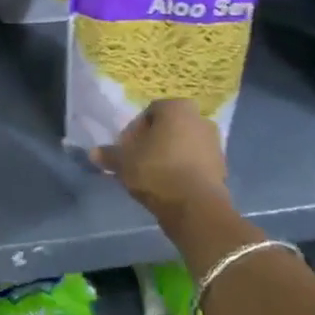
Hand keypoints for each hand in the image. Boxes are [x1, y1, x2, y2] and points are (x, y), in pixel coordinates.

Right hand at [92, 99, 229, 224]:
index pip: (148, 113)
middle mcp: (199, 118)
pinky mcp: (222, 165)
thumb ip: (109, 154)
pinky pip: (195, 162)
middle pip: (167, 128)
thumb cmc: (157, 172)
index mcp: (176, 107)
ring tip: (153, 177)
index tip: (125, 151)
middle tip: (137, 162)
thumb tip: (93, 153)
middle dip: (152, 143)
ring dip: (168, 156)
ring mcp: (215, 142)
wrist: (196, 207)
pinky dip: (183, 169)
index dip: (133, 133)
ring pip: (182, 145)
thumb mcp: (124, 162)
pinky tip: (170, 186)